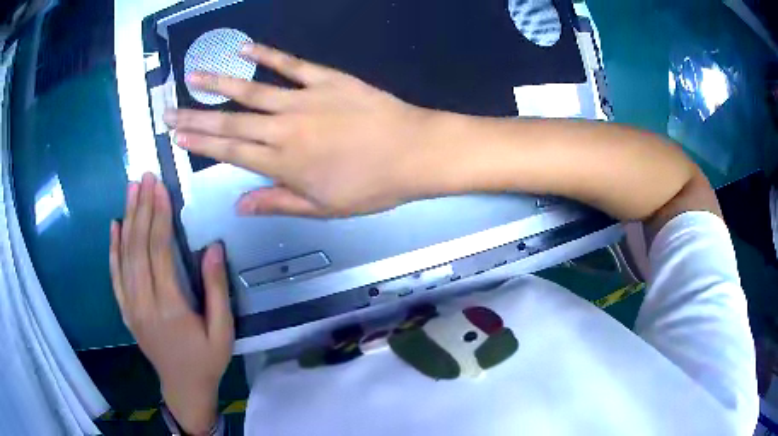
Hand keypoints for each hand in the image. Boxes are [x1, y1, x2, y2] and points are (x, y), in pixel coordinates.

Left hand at [109, 173, 233, 434]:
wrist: (183, 388)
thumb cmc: (207, 360)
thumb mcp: (223, 331)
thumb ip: (216, 290)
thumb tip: (212, 247)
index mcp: (169, 307)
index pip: (159, 251)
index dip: (159, 216)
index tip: (160, 186)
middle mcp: (143, 302)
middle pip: (137, 247)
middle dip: (141, 208)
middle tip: (144, 177)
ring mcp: (130, 307)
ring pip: (124, 256)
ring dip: (127, 219)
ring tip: (130, 190)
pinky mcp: (125, 311)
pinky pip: (115, 275)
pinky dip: (113, 249)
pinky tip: (114, 226)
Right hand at [164, 43, 438, 216]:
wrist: (412, 153)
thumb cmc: (371, 186)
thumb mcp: (323, 208)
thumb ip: (277, 203)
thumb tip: (238, 206)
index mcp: (282, 163)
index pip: (229, 151)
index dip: (200, 143)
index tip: (177, 136)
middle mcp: (284, 129)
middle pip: (230, 121)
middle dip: (195, 115)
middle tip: (169, 109)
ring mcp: (304, 99)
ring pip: (251, 89)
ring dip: (218, 82)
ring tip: (193, 74)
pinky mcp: (326, 79)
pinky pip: (291, 63)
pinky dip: (267, 53)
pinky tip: (244, 47)